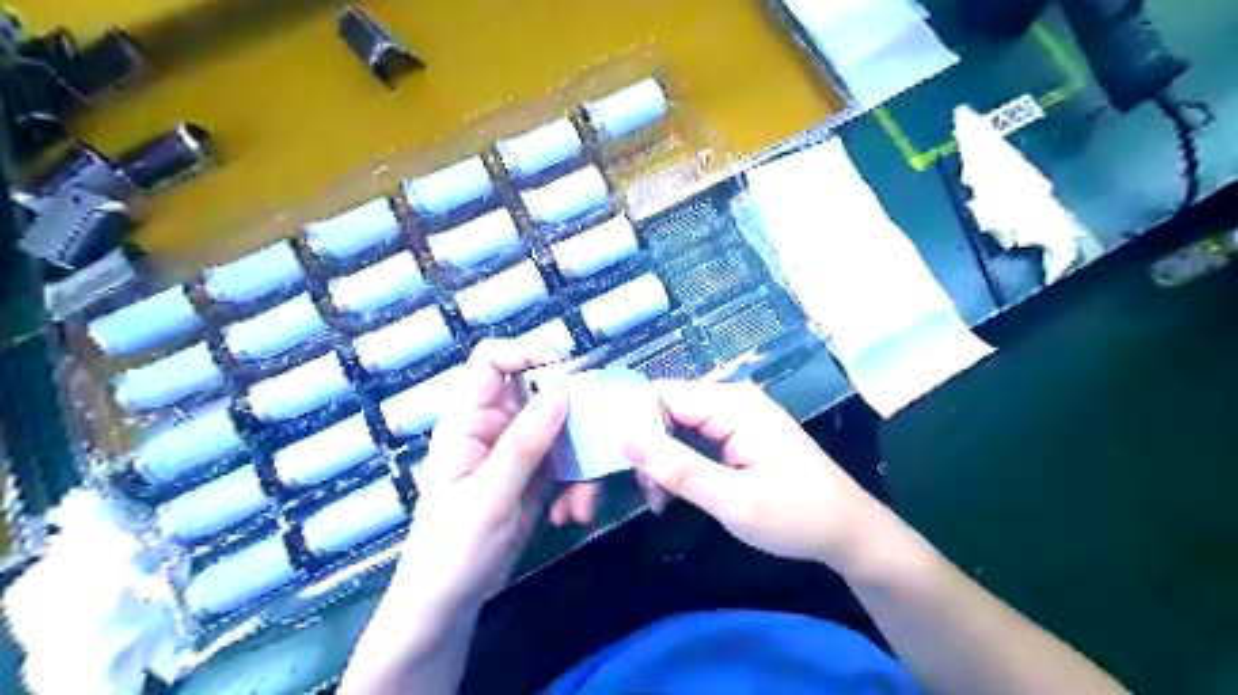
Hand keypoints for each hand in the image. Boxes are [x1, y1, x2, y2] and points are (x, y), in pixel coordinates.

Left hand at [391, 338, 568, 621]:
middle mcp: (495, 426)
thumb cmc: (452, 549)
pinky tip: (572, 514)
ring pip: (564, 431)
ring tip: (581, 504)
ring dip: (582, 464)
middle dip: (574, 421)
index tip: (567, 373)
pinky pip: (569, 462)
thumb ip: (524, 443)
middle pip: (541, 394)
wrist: (450, 603)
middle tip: (598, 444)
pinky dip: (578, 485)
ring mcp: (519, 451)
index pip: (491, 361)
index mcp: (468, 420)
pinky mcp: (537, 475)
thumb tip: (562, 393)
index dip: (527, 354)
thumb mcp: (489, 496)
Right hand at [624, 381, 885, 570]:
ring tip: (655, 500)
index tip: (606, 460)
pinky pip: (693, 439)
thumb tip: (623, 438)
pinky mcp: (737, 434)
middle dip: (643, 446)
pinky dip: (677, 464)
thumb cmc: (796, 516)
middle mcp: (731, 400)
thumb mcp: (733, 500)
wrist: (849, 532)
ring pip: (676, 426)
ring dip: (659, 460)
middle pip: (666, 409)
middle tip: (634, 491)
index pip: (662, 395)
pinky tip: (671, 494)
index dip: (629, 421)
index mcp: (732, 404)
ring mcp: (735, 416)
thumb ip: (678, 469)